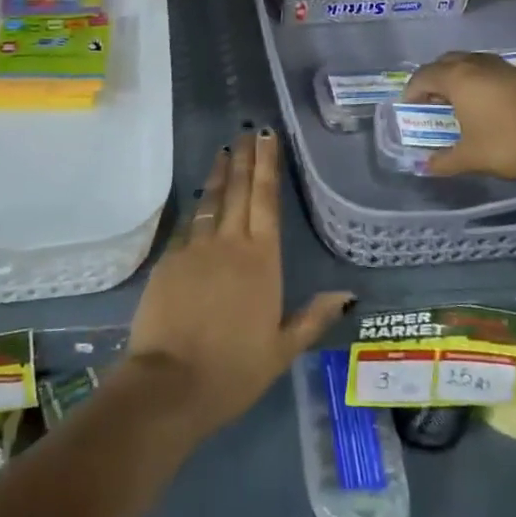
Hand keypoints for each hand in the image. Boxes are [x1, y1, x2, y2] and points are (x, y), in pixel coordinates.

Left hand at [126, 130, 351, 440]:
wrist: (170, 384)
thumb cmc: (233, 370)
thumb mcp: (281, 350)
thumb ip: (313, 318)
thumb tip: (346, 294)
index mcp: (262, 260)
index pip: (266, 200)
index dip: (267, 165)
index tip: (267, 136)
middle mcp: (229, 244)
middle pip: (239, 191)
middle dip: (245, 159)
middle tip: (247, 132)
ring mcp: (195, 248)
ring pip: (211, 201)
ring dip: (220, 175)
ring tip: (224, 152)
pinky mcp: (168, 260)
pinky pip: (187, 226)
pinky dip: (197, 208)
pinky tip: (199, 202)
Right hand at [403, 51, 515, 181]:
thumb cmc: (511, 143)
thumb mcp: (472, 157)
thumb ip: (446, 161)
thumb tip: (427, 166)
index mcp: (458, 78)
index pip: (423, 76)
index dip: (412, 91)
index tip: (409, 109)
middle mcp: (476, 64)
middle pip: (445, 63)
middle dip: (433, 80)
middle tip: (431, 103)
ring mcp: (502, 67)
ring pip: (469, 64)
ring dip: (457, 79)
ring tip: (457, 104)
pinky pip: (488, 71)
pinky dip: (478, 82)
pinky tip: (486, 106)